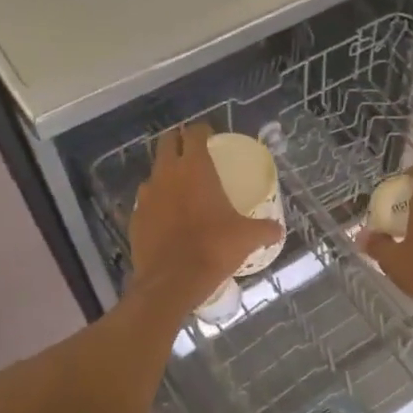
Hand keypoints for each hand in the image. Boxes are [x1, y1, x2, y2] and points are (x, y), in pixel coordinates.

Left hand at [129, 124, 284, 308]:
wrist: (171, 282)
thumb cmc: (213, 249)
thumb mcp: (247, 237)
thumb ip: (265, 229)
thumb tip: (278, 230)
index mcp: (195, 168)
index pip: (194, 134)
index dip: (202, 130)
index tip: (210, 135)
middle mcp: (167, 174)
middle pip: (167, 143)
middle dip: (179, 142)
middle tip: (194, 152)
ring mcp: (146, 195)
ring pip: (154, 172)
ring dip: (166, 173)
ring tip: (181, 187)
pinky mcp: (134, 217)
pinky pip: (146, 201)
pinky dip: (157, 202)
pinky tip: (168, 217)